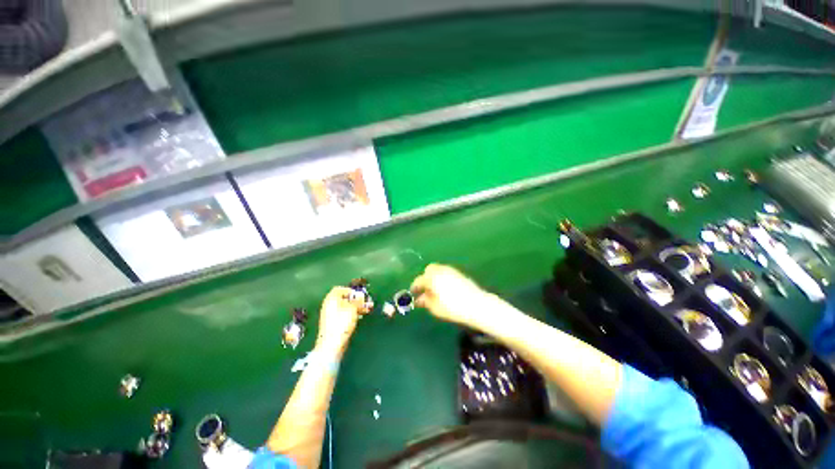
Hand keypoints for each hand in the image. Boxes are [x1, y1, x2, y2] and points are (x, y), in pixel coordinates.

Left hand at [315, 287, 369, 354]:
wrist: (332, 344)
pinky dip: (353, 314)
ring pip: (346, 307)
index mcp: (332, 298)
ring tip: (367, 310)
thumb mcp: (353, 308)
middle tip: (367, 302)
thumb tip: (361, 296)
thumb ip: (358, 300)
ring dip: (357, 307)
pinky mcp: (334, 324)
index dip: (351, 290)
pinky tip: (360, 317)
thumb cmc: (342, 322)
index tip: (360, 294)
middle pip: (345, 298)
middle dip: (357, 300)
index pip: (341, 289)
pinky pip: (344, 315)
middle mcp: (330, 305)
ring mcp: (331, 315)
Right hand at [410, 264, 498, 328]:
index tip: (412, 293)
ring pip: (438, 270)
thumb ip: (425, 301)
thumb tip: (419, 299)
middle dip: (425, 278)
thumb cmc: (453, 308)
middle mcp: (441, 270)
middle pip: (429, 270)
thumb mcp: (435, 307)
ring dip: (434, 277)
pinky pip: (446, 272)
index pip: (419, 280)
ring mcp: (451, 270)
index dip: (415, 287)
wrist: (477, 304)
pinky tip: (445, 288)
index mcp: (432, 277)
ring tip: (435, 289)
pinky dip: (442, 277)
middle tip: (424, 289)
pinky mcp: (459, 273)